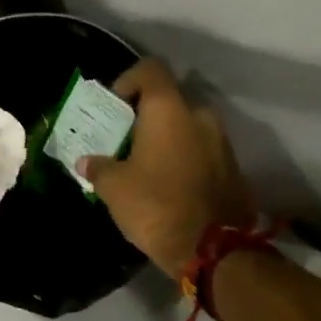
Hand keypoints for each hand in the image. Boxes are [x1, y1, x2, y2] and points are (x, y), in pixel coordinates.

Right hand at [78, 59, 255, 275]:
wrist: (214, 251)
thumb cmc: (156, 205)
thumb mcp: (114, 187)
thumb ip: (98, 167)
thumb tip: (86, 161)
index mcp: (169, 110)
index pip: (150, 69)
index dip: (128, 79)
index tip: (114, 106)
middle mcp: (200, 116)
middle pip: (170, 100)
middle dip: (147, 115)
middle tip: (126, 139)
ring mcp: (222, 142)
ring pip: (188, 126)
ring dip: (168, 138)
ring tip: (146, 164)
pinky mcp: (234, 168)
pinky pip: (203, 150)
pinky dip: (185, 157)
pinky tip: (168, 183)